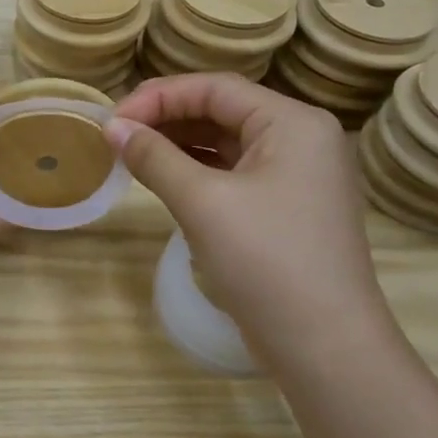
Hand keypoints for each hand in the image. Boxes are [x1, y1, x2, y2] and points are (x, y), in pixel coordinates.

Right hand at [107, 73, 391, 356]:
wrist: (325, 349)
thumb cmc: (266, 262)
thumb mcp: (202, 202)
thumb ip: (154, 157)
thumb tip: (112, 127)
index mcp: (293, 122)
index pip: (215, 88)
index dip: (159, 96)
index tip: (113, 119)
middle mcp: (301, 138)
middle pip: (222, 110)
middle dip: (167, 118)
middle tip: (117, 135)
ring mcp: (297, 175)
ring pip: (226, 142)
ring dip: (178, 144)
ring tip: (131, 154)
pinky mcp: (286, 207)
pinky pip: (234, 172)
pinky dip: (196, 171)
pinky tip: (163, 178)